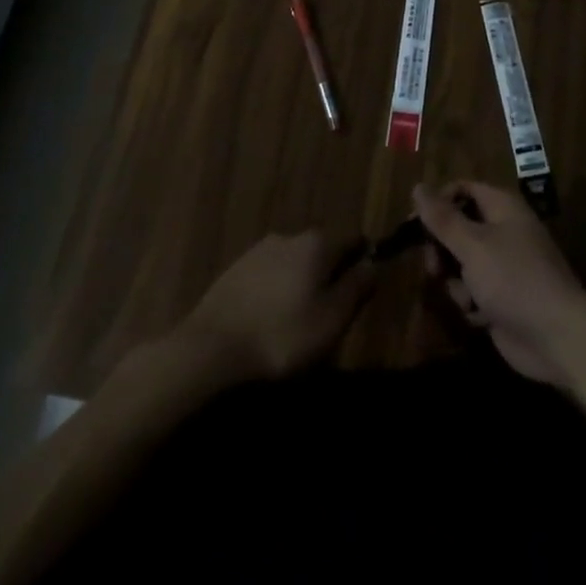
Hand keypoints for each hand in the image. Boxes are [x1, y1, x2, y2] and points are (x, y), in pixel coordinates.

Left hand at [177, 230, 374, 381]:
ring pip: (293, 261)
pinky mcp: (235, 269)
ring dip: (300, 282)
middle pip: (322, 249)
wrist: (211, 348)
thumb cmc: (282, 335)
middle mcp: (290, 236)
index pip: (353, 238)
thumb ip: (357, 288)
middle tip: (330, 311)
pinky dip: (276, 290)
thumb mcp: (331, 320)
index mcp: (318, 243)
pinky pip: (268, 274)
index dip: (363, 260)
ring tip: (297, 319)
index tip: (363, 288)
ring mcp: (259, 250)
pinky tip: (270, 319)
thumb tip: (374, 263)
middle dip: (330, 272)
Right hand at [413, 181, 585, 389]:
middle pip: (457, 228)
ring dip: (457, 282)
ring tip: (467, 297)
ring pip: (461, 263)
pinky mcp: (501, 297)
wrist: (556, 337)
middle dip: (442, 250)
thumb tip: (417, 186)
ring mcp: (503, 265)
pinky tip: (481, 317)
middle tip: (434, 267)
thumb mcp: (473, 245)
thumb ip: (442, 218)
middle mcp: (502, 230)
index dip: (437, 203)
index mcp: (501, 206)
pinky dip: (471, 303)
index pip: (461, 190)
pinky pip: (472, 291)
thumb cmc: (514, 279)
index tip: (413, 225)